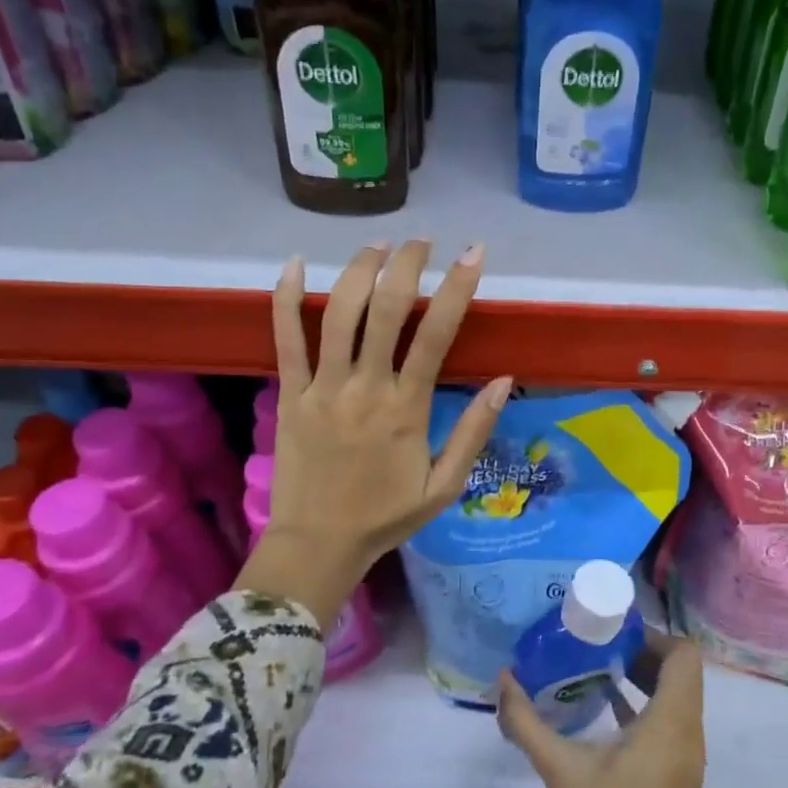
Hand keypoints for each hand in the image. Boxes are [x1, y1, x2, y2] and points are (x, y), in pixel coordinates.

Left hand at [243, 240, 511, 627]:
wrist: (318, 544)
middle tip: (421, 242)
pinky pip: (284, 340)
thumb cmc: (386, 516)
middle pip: (385, 310)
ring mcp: (322, 388)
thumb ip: (473, 432)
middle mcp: (364, 388)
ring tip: (378, 246)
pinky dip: (286, 299)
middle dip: (406, 265)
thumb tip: (503, 381)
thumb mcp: (444, 487)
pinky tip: (294, 265)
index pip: (436, 335)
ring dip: (359, 271)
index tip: (473, 253)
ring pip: (337, 315)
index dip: (457, 288)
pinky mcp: (289, 395)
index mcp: (406, 409)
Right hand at [497, 633, 706, 787]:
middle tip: (601, 644)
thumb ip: (528, 722)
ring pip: (679, 696)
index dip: (654, 636)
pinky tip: (608, 705)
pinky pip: (673, 720)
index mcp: (670, 725)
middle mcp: (689, 733)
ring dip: (647, 677)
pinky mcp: (680, 772)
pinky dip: (648, 704)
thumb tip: (503, 679)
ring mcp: (688, 756)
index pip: (684, 656)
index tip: (615, 633)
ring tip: (602, 667)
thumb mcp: (560, 769)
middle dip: (645, 652)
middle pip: (681, 673)